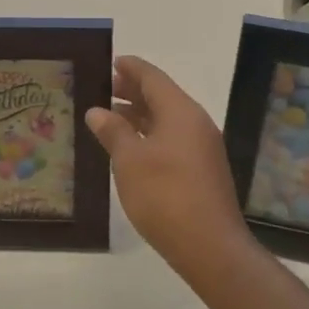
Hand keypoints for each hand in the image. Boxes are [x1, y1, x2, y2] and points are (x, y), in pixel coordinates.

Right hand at [84, 56, 257, 290]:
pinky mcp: (202, 170)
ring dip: (140, 115)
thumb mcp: (130, 161)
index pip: (153, 78)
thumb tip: (98, 111)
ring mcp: (202, 148)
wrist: (210, 247)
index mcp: (181, 112)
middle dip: (133, 91)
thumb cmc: (165, 196)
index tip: (111, 61)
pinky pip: (173, 139)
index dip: (131, 68)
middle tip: (104, 88)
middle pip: (162, 96)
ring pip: (167, 120)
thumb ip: (114, 132)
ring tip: (110, 117)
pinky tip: (131, 148)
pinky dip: (150, 135)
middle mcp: (195, 123)